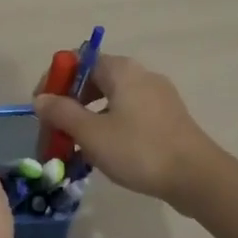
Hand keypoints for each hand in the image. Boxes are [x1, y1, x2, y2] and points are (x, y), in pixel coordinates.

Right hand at [32, 53, 219, 205]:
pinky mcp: (168, 118)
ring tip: (76, 147)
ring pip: (112, 100)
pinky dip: (111, 127)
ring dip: (89, 119)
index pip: (78, 61)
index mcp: (122, 70)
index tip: (42, 107)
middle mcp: (141, 75)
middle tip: (56, 131)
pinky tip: (105, 154)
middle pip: (95, 80)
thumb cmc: (139, 150)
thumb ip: (62, 113)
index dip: (56, 80)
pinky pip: (130, 114)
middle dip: (70, 103)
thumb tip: (41, 99)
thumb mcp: (92, 133)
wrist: (196, 177)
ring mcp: (158, 96)